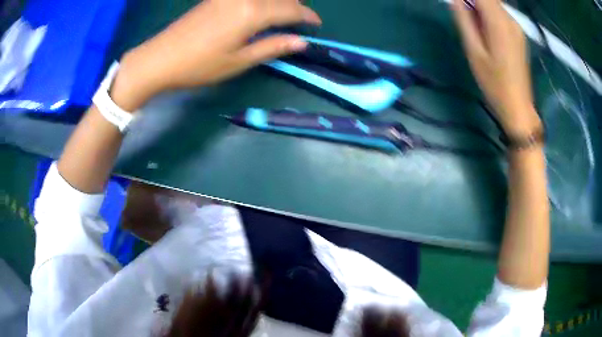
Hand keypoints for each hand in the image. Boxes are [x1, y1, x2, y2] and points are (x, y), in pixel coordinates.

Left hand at [112, 0, 320, 110]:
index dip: (307, 17)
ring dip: (279, 1)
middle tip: (299, 22)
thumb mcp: (238, 62)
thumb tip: (300, 42)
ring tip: (282, 16)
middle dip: (295, 6)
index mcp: (252, 12)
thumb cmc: (198, 65)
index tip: (316, 26)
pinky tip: (259, 10)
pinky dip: (261, 1)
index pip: (291, 9)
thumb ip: (272, 47)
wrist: (159, 58)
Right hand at [451, 0, 540, 135]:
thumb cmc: (494, 83)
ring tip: (472, 25)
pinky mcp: (518, 35)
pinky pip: (501, 15)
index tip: (459, 5)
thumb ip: (465, 21)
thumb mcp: (474, 52)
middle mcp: (510, 20)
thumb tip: (457, 0)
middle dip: (474, 2)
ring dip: (481, 8)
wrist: (518, 107)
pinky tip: (484, 31)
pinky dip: (489, 15)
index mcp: (499, 23)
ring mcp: (517, 28)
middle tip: (465, 17)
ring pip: (495, 5)